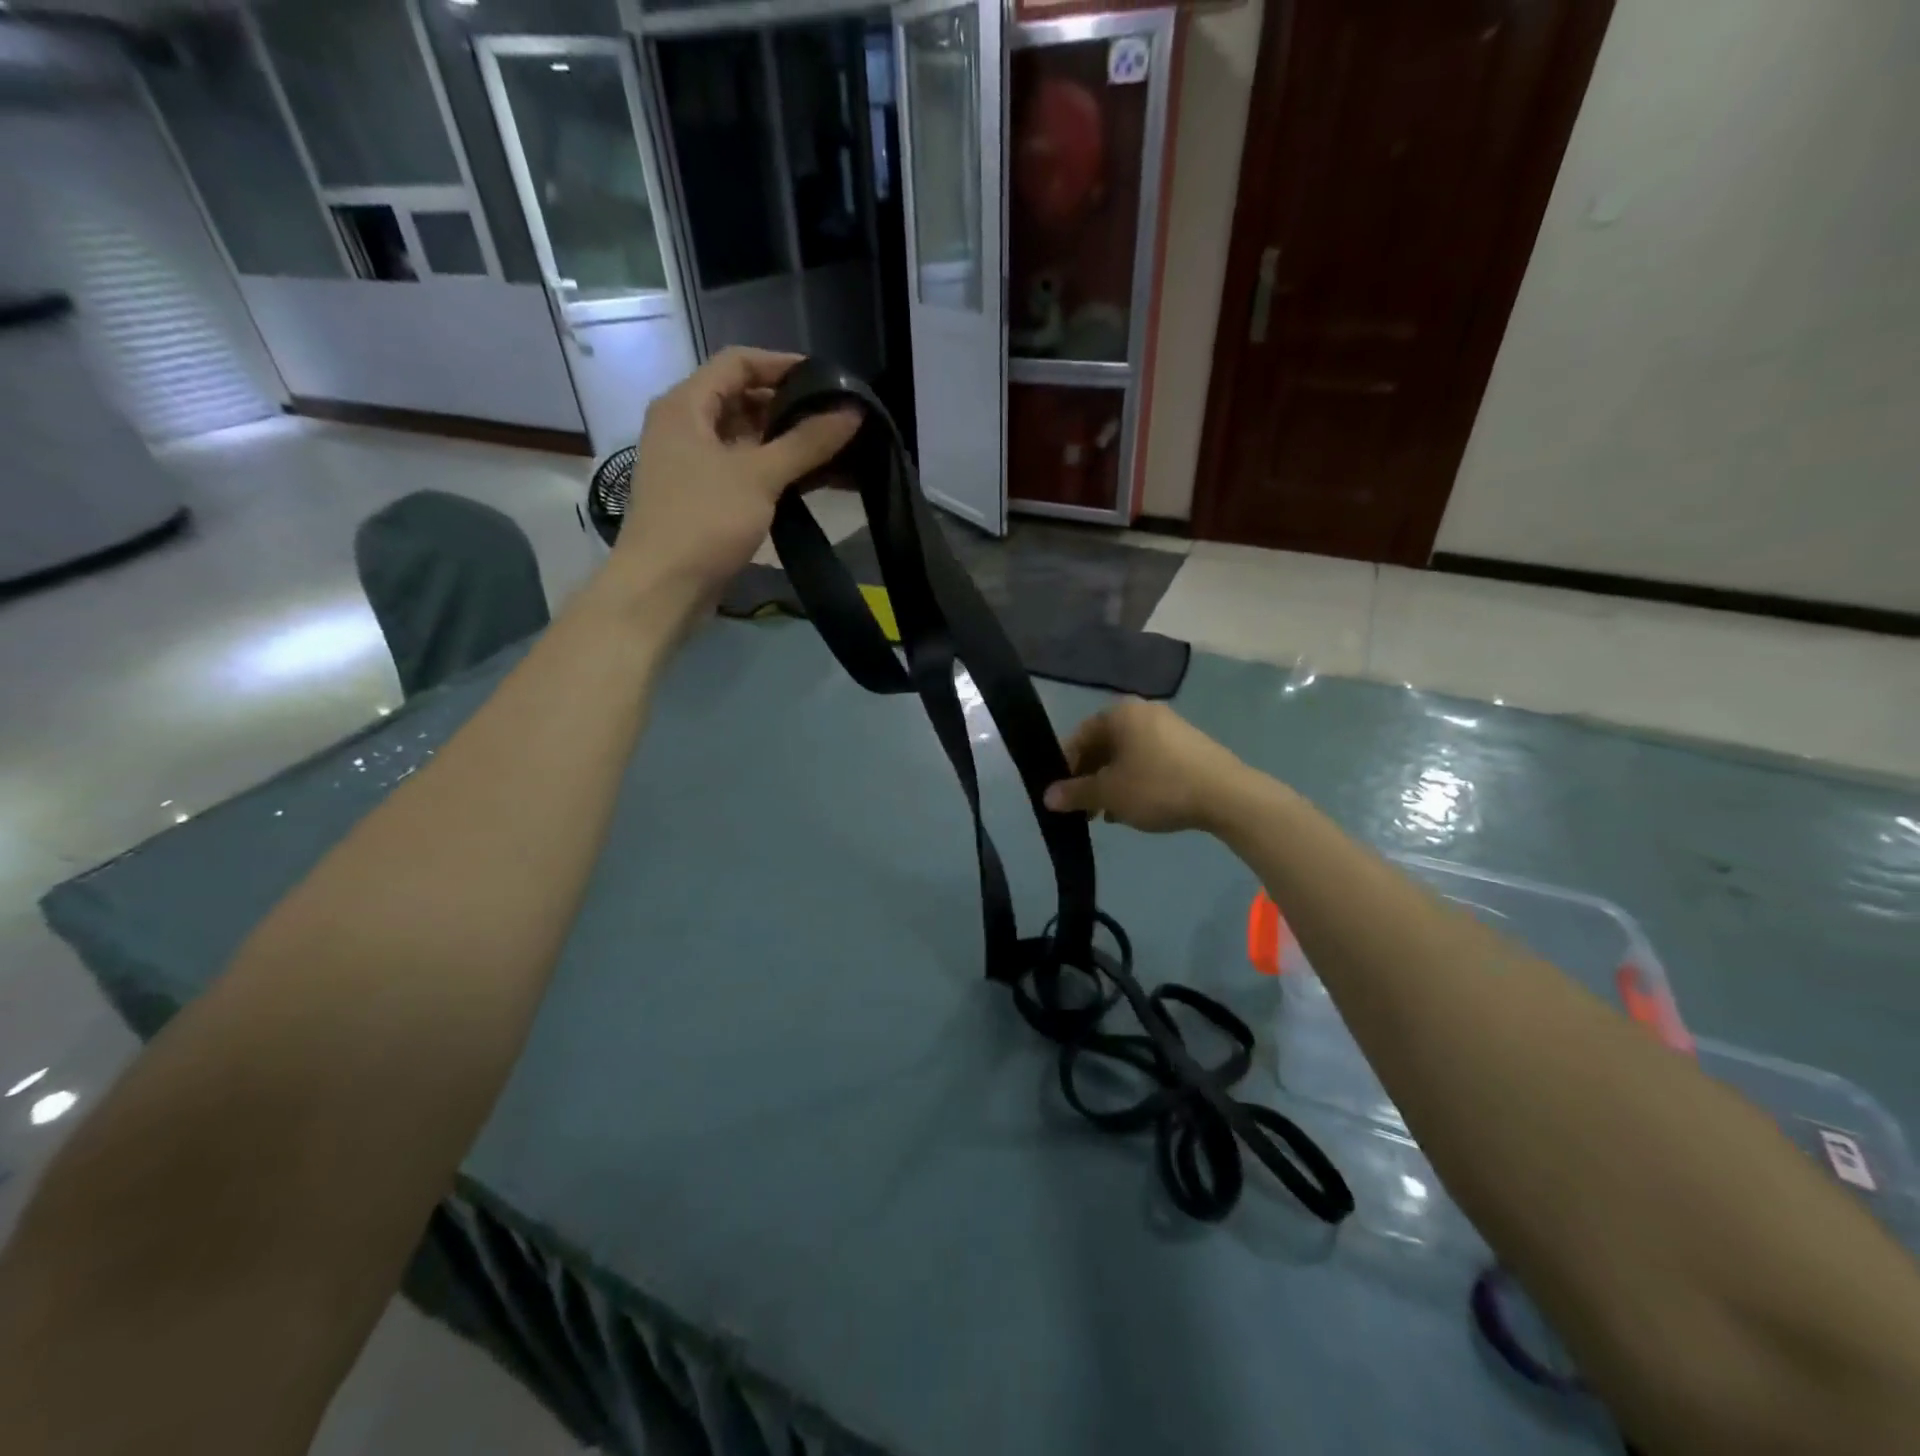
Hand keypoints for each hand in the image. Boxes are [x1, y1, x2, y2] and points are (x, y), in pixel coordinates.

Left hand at [612, 348, 860, 601]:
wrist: (662, 588)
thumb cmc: (704, 521)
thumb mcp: (759, 476)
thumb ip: (807, 442)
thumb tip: (853, 411)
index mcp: (686, 405)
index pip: (737, 362)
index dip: (783, 364)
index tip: (827, 380)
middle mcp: (684, 427)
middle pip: (742, 400)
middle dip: (790, 407)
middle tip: (836, 419)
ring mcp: (692, 465)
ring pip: (746, 439)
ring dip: (786, 443)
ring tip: (833, 451)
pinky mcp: (703, 498)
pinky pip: (744, 471)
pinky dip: (775, 471)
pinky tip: (810, 482)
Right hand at [1044, 700, 1250, 833]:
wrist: (1227, 796)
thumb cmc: (1158, 786)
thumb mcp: (1110, 793)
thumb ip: (1075, 793)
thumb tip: (1047, 796)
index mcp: (1120, 713)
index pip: (1079, 736)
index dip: (1065, 767)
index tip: (1061, 795)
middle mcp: (1144, 712)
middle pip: (1104, 745)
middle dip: (1090, 778)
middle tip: (1084, 809)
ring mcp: (1170, 727)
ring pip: (1127, 756)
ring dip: (1112, 783)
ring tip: (1109, 815)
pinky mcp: (1189, 746)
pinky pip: (1150, 760)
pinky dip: (1136, 781)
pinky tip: (1137, 808)